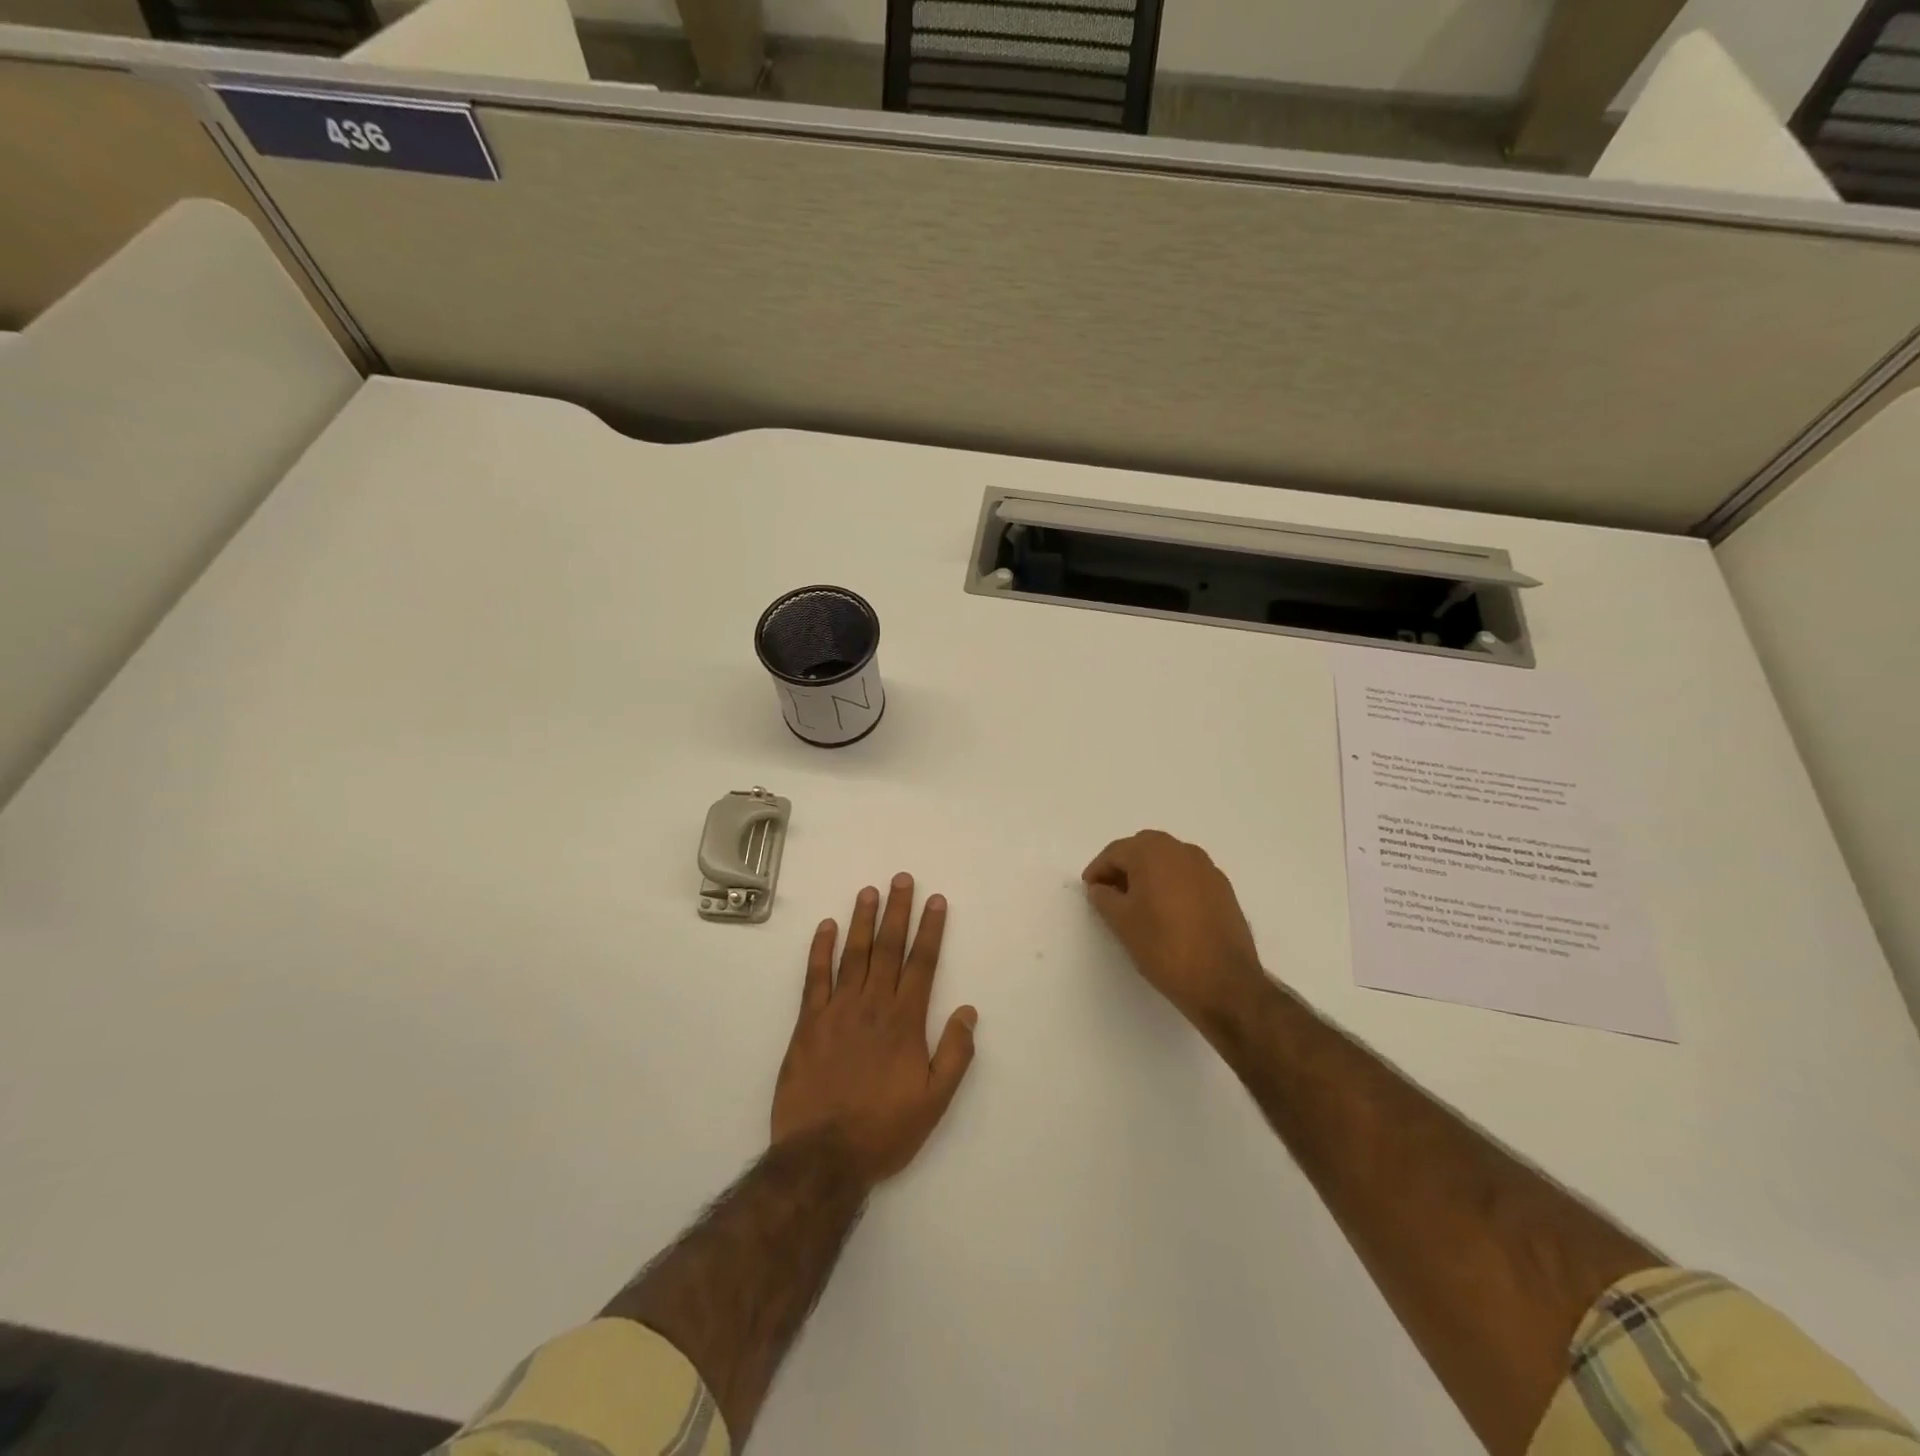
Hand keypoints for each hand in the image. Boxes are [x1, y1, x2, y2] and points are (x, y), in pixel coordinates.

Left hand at [772, 874, 977, 1187]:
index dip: (930, 929)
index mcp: (905, 1021)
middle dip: (897, 911)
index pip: (921, 963)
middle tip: (901, 879)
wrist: (823, 1156)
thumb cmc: (884, 1129)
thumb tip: (969, 1011)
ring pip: (853, 954)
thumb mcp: (935, 1101)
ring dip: (862, 920)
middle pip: (888, 948)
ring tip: (868, 891)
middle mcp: (873, 1005)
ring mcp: (837, 1010)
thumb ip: (955, 1054)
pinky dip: (821, 949)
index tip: (935, 900)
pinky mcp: (808, 1023)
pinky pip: (815, 977)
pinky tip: (826, 926)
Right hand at [1083, 830, 1266, 1023]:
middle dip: (1124, 867)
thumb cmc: (1163, 946)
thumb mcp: (1121, 922)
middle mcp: (1182, 851)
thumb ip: (1104, 898)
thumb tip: (1101, 888)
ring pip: (1168, 861)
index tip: (1089, 890)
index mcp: (1153, 852)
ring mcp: (1207, 869)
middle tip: (1110, 893)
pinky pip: (1187, 876)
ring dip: (1148, 874)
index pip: (1116, 852)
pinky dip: (1171, 884)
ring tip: (1137, 903)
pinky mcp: (1223, 889)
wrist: (1223, 981)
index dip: (1098, 870)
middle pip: (1143, 849)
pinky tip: (1166, 912)